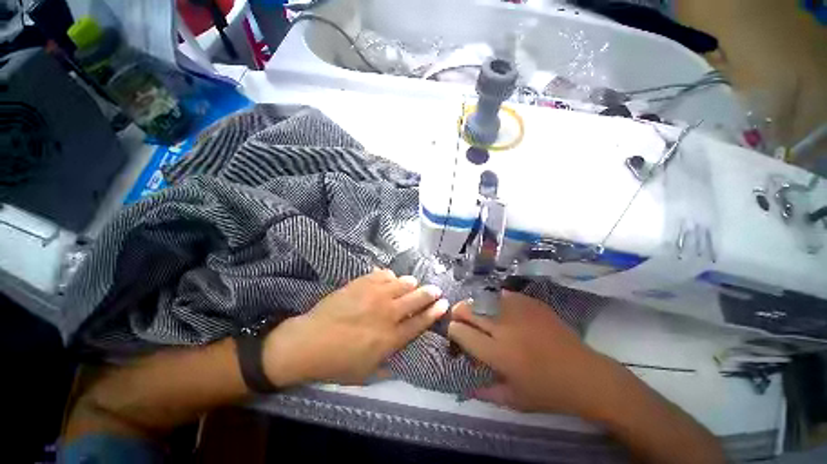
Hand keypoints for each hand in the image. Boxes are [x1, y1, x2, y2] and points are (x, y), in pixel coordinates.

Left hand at [263, 269, 447, 385]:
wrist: (308, 342)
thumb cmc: (337, 362)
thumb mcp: (367, 372)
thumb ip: (389, 360)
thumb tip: (402, 350)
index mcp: (391, 337)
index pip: (421, 321)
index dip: (435, 311)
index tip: (444, 303)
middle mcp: (388, 312)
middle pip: (417, 298)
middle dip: (430, 293)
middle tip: (435, 290)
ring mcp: (375, 294)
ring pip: (403, 282)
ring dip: (411, 284)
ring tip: (412, 285)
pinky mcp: (362, 283)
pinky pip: (384, 274)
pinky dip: (390, 276)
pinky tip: (389, 280)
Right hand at [448, 291, 624, 417]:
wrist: (585, 375)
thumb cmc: (549, 392)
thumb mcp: (514, 399)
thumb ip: (485, 393)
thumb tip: (465, 386)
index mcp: (497, 353)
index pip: (461, 331)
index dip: (453, 331)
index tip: (456, 334)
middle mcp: (503, 327)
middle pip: (467, 308)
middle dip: (458, 313)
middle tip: (463, 320)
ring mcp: (517, 311)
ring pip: (482, 297)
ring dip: (476, 306)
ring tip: (482, 315)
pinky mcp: (530, 302)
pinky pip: (502, 295)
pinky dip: (496, 301)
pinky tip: (502, 311)